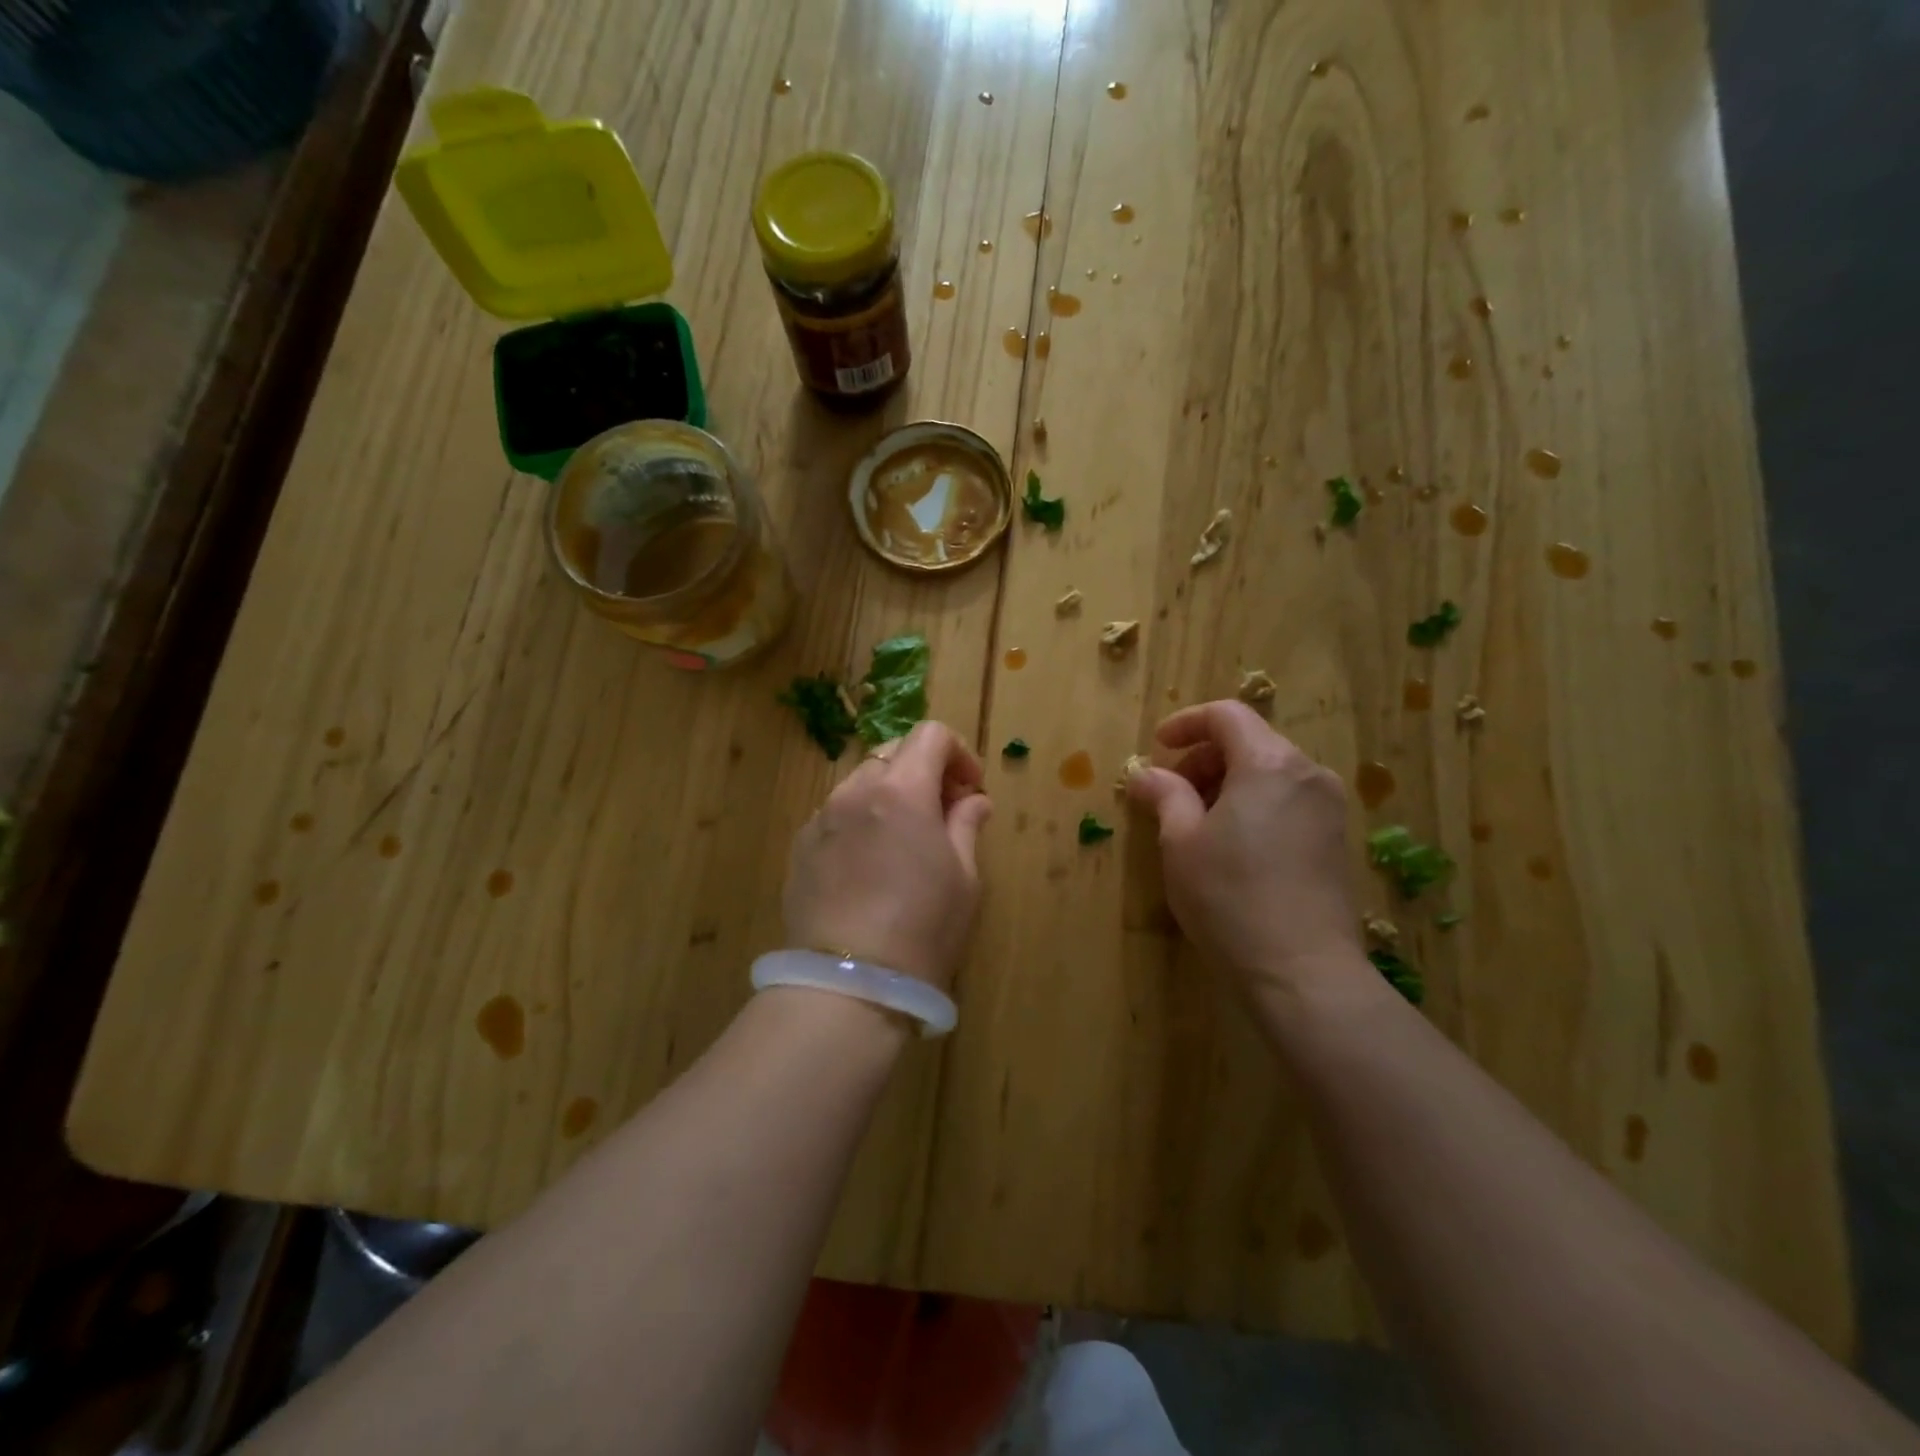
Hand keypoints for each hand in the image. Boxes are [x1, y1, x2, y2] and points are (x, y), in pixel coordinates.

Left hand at [783, 721, 992, 988]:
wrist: (849, 983)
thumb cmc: (923, 928)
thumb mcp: (964, 878)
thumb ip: (966, 826)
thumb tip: (973, 801)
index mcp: (902, 790)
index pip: (931, 735)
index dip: (958, 753)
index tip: (969, 789)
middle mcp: (855, 791)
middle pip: (893, 752)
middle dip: (923, 770)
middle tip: (942, 811)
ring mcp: (821, 818)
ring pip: (861, 782)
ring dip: (889, 794)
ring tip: (904, 840)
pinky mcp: (800, 847)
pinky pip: (836, 814)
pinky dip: (860, 819)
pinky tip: (869, 864)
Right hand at [1125, 701, 1364, 992]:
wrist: (1302, 970)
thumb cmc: (1230, 897)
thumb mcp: (1181, 843)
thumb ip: (1165, 796)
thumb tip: (1146, 774)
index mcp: (1269, 763)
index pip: (1227, 715)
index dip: (1186, 723)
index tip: (1158, 747)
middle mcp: (1308, 773)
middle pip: (1251, 741)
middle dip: (1205, 756)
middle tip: (1171, 791)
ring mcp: (1329, 807)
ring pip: (1271, 772)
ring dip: (1228, 781)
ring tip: (1197, 821)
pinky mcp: (1337, 839)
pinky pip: (1289, 800)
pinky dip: (1255, 803)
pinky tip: (1233, 844)